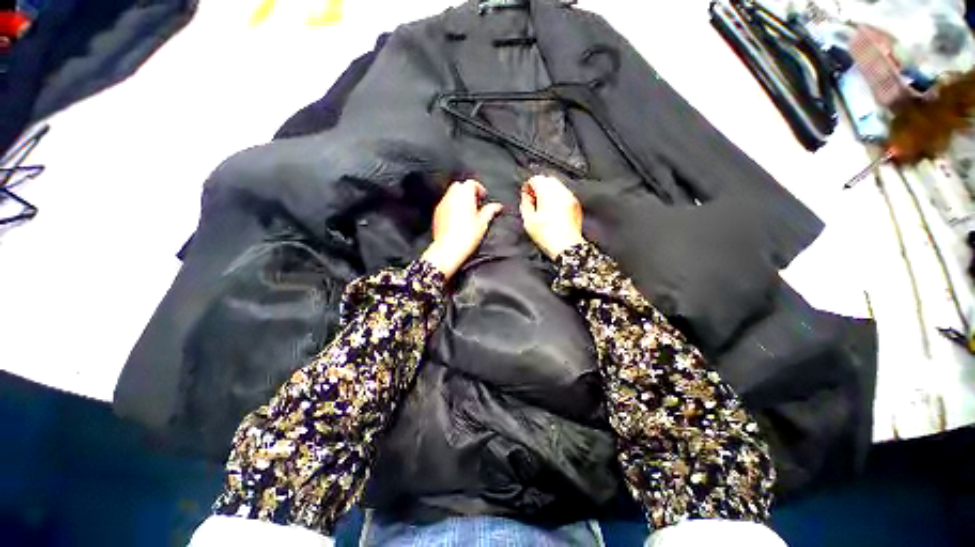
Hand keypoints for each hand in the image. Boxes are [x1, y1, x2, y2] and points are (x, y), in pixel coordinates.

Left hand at [422, 179, 503, 279]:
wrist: (448, 249)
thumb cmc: (467, 236)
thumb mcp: (483, 223)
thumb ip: (490, 210)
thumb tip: (498, 206)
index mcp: (464, 195)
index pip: (471, 183)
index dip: (479, 189)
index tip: (483, 198)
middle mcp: (451, 196)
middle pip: (460, 186)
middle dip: (468, 192)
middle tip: (476, 204)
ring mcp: (442, 204)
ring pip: (451, 194)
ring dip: (459, 199)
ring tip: (467, 212)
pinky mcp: (436, 213)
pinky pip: (445, 204)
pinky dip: (452, 206)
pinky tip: (457, 219)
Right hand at [520, 175, 585, 259]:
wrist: (566, 246)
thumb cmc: (547, 236)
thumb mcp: (528, 221)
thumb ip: (525, 204)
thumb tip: (525, 196)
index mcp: (547, 194)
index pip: (536, 179)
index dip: (528, 186)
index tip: (526, 195)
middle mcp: (561, 192)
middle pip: (548, 179)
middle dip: (539, 186)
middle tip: (533, 199)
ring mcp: (570, 197)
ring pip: (557, 185)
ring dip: (549, 191)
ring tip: (543, 205)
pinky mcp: (576, 204)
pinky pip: (565, 194)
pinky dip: (557, 197)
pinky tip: (553, 209)